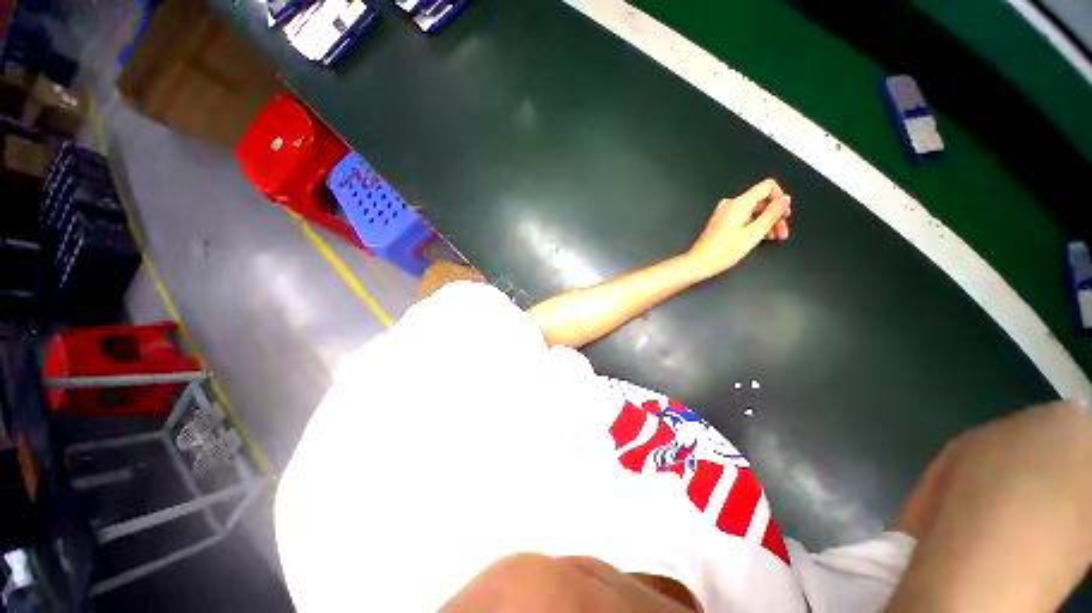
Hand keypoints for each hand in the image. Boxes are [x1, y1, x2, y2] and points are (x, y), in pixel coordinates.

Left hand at [684, 178, 790, 279]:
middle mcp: (730, 204)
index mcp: (738, 203)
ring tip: (773, 238)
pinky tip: (759, 238)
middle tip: (782, 232)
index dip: (780, 198)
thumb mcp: (753, 234)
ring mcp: (725, 213)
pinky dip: (754, 226)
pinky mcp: (722, 221)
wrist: (699, 263)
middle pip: (761, 200)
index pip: (767, 186)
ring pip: (754, 211)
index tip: (784, 214)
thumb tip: (785, 199)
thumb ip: (772, 215)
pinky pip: (744, 218)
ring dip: (766, 222)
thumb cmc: (722, 252)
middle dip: (775, 215)